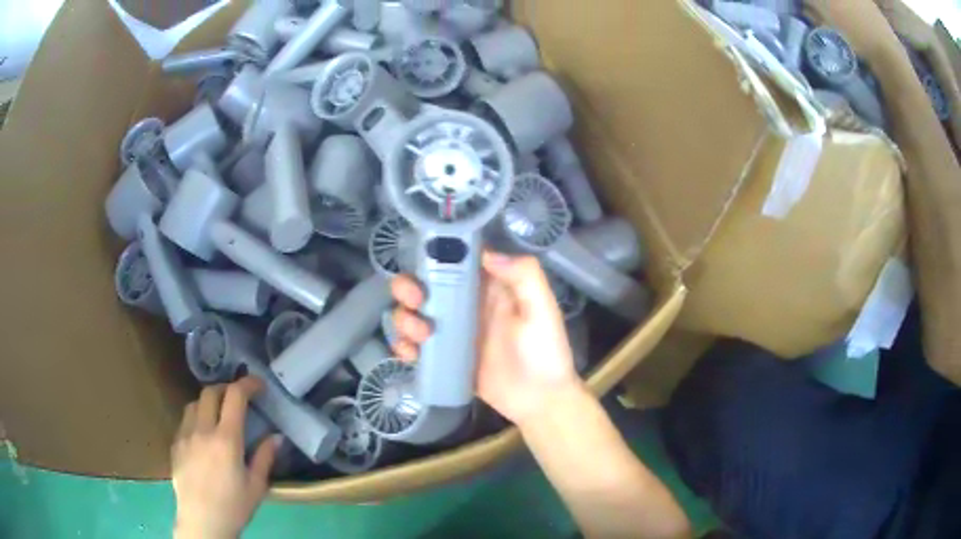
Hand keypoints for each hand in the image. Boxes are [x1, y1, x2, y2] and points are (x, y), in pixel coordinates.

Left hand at [172, 377, 278, 538]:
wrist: (202, 522)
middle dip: (226, 388)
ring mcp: (185, 436)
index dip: (248, 384)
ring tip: (217, 415)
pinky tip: (202, 437)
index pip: (235, 396)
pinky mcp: (175, 445)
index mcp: (226, 439)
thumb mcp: (257, 486)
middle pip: (210, 392)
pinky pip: (184, 421)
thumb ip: (265, 457)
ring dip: (208, 402)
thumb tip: (276, 437)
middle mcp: (202, 430)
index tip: (258, 385)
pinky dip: (196, 419)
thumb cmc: (234, 507)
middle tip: (237, 398)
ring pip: (193, 404)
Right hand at [391, 252, 583, 426]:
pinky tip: (410, 353)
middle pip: (423, 284)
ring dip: (405, 318)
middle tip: (416, 300)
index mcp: (487, 285)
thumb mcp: (542, 310)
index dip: (433, 254)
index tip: (424, 260)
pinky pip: (413, 345)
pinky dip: (402, 345)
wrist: (538, 400)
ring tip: (421, 334)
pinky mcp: (441, 356)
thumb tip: (486, 254)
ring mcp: (449, 331)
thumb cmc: (545, 352)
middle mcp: (463, 303)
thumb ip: (525, 276)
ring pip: (412, 313)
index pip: (453, 259)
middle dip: (408, 287)